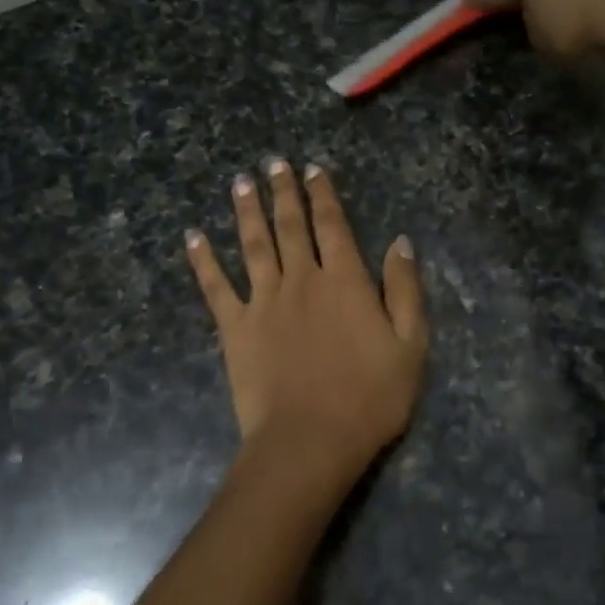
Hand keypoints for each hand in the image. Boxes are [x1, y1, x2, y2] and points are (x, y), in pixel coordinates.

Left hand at [187, 161, 428, 485]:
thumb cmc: (370, 397)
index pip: (332, 225)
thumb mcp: (410, 345)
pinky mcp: (235, 328)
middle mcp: (302, 279)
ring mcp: (264, 301)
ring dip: (246, 211)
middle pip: (290, 226)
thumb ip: (405, 290)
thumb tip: (401, 242)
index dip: (323, 194)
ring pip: (253, 245)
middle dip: (283, 192)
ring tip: (240, 183)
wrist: (310, 440)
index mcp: (345, 281)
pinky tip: (193, 237)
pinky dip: (203, 260)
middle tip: (273, 163)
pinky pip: (215, 287)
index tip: (312, 169)